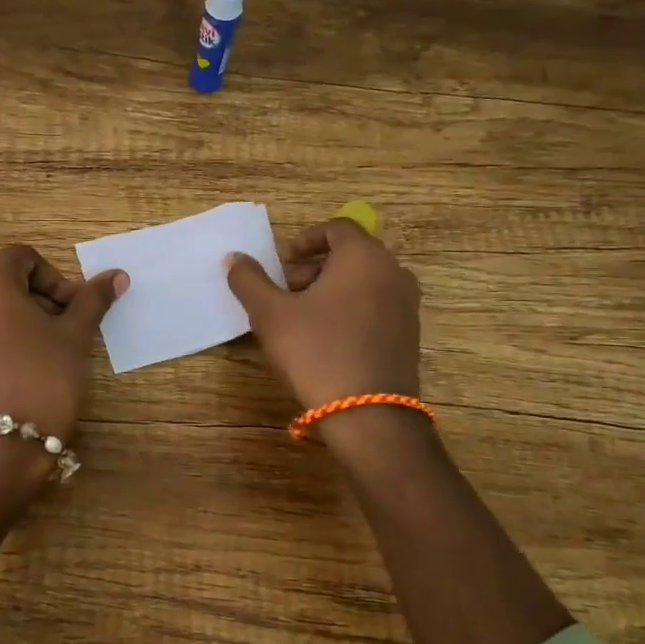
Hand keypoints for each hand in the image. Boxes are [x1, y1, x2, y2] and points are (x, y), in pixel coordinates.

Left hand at [0, 245, 125, 447]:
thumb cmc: (43, 378)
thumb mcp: (75, 337)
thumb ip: (92, 300)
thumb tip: (117, 275)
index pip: (23, 258)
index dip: (54, 279)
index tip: (72, 311)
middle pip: (0, 284)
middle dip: (35, 302)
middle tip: (61, 334)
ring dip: (13, 323)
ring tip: (39, 356)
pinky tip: (12, 376)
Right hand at [226, 218, 421, 411]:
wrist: (369, 415)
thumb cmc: (316, 352)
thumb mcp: (271, 314)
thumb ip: (250, 280)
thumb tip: (235, 258)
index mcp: (364, 256)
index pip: (337, 228)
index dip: (304, 240)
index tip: (281, 263)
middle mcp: (393, 272)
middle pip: (351, 255)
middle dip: (314, 268)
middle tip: (285, 292)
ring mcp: (407, 305)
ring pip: (364, 282)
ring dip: (331, 290)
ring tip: (301, 318)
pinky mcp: (410, 335)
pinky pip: (376, 307)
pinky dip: (351, 310)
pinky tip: (326, 341)